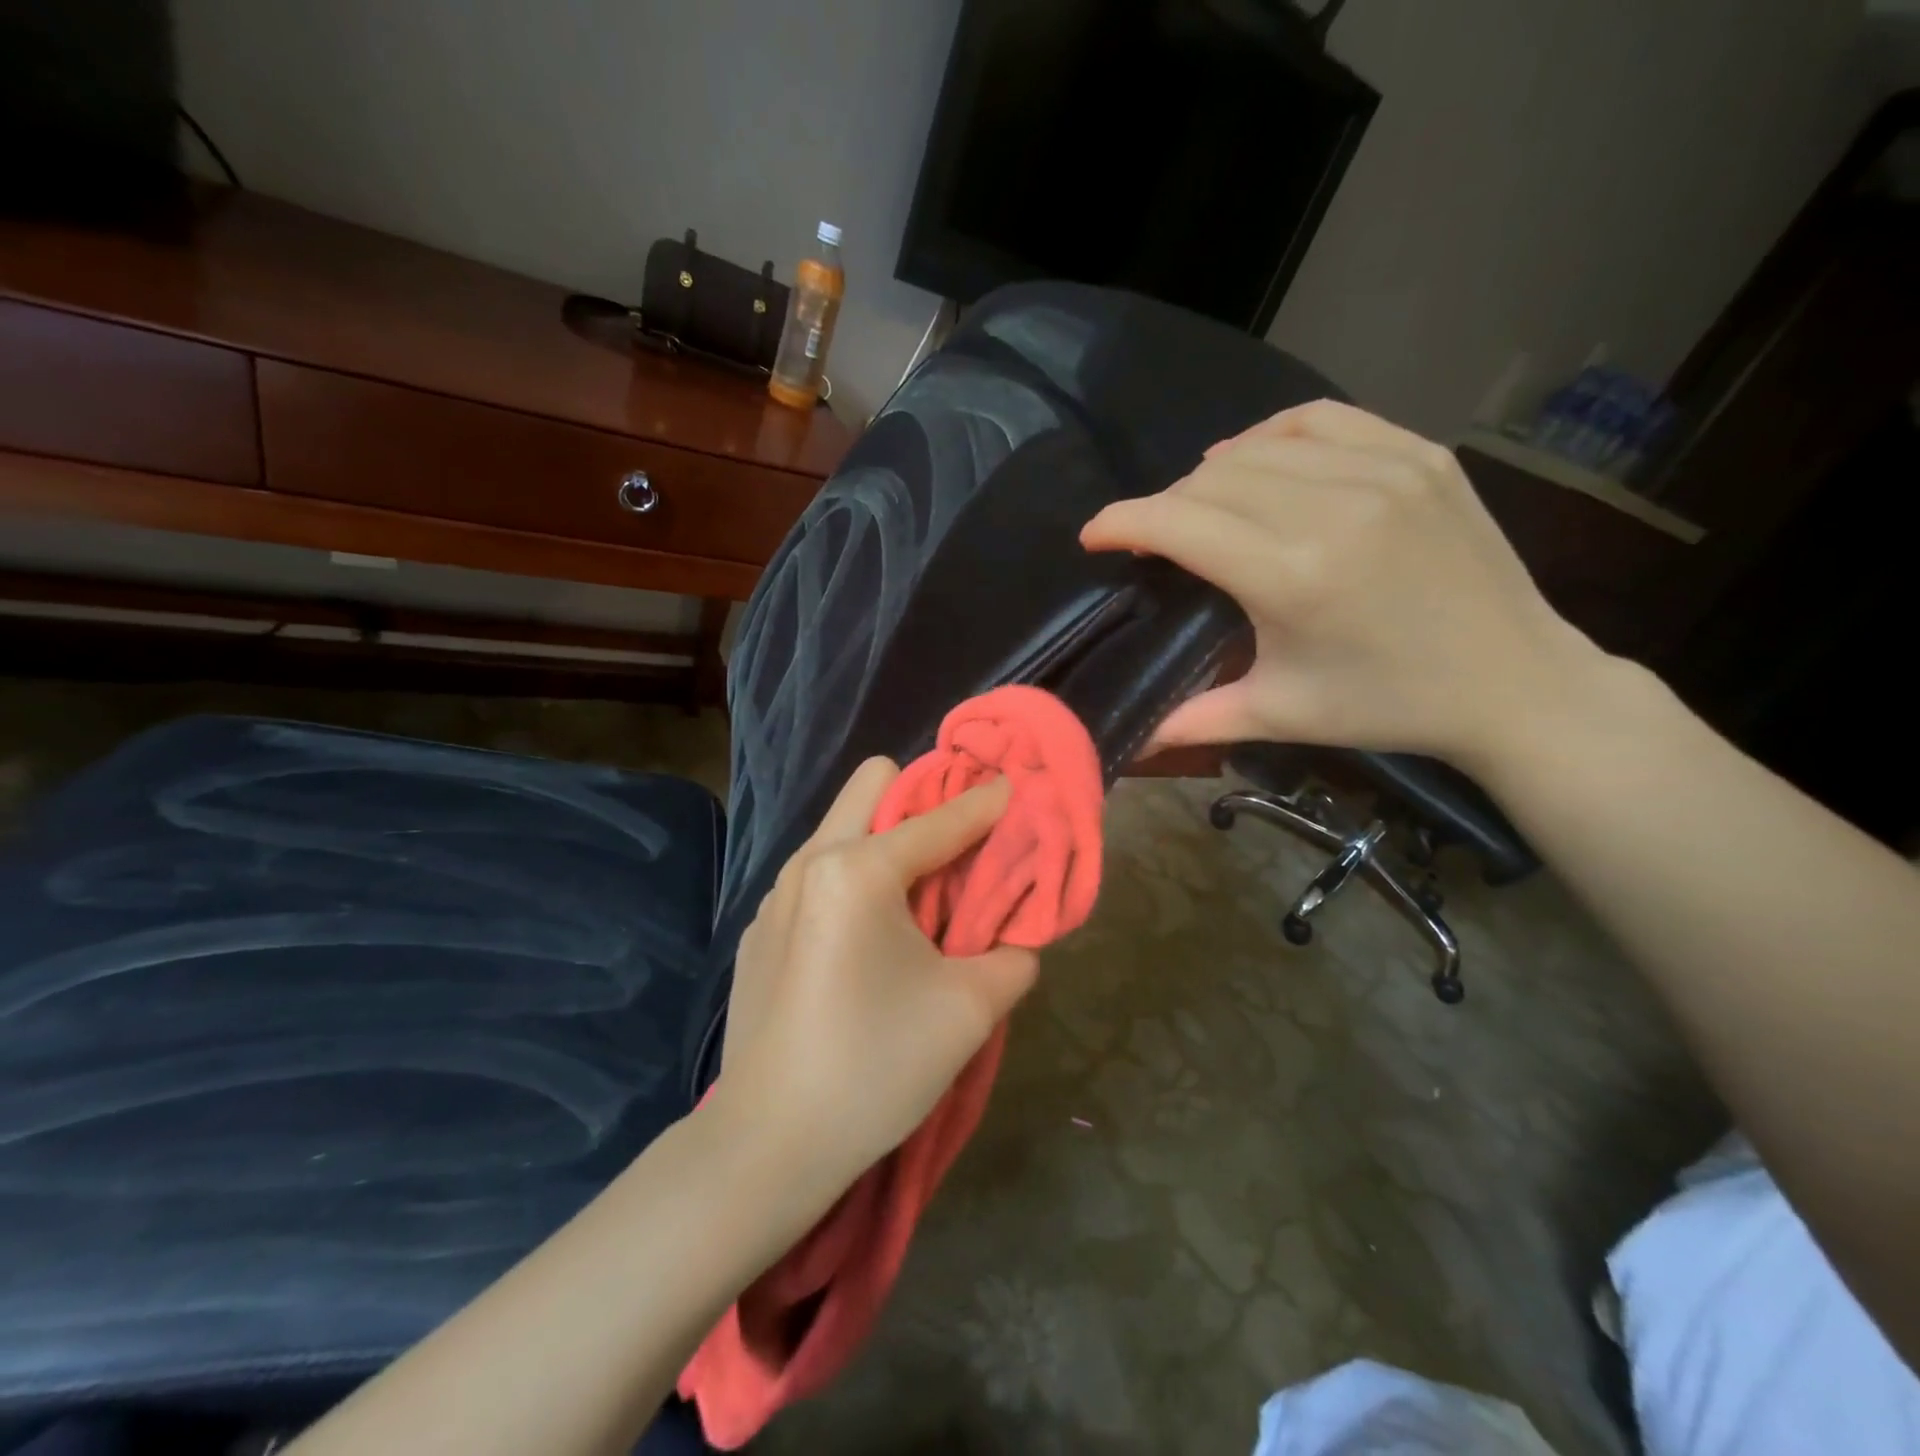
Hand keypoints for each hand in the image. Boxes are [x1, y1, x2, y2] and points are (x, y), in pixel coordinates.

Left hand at [715, 759, 1038, 1194]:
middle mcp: (811, 861)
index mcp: (860, 869)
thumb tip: (1017, 936)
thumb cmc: (874, 1067)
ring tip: (918, 904)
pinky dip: (854, 884)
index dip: (989, 802)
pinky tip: (865, 949)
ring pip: (841, 828)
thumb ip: (1012, 955)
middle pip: (873, 783)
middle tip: (958, 851)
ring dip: (887, 843)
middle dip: (923, 800)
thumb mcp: (968, 1011)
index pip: (943, 818)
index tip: (1018, 789)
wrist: (767, 1145)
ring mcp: (776, 894)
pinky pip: (818, 875)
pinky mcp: (761, 930)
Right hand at [1081, 400, 1602, 767]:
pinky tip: (1260, 461)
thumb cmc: (1387, 705)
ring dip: (1212, 473)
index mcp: (1293, 575)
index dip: (1122, 522)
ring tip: (1199, 503)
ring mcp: (1385, 470)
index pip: (1178, 522)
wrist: (1515, 682)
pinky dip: (1274, 435)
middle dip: (1164, 506)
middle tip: (1154, 540)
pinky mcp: (1419, 454)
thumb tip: (1126, 740)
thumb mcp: (1281, 715)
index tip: (1094, 536)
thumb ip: (1195, 719)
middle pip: (1210, 480)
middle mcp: (1334, 507)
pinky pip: (1321, 421)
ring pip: (1260, 445)